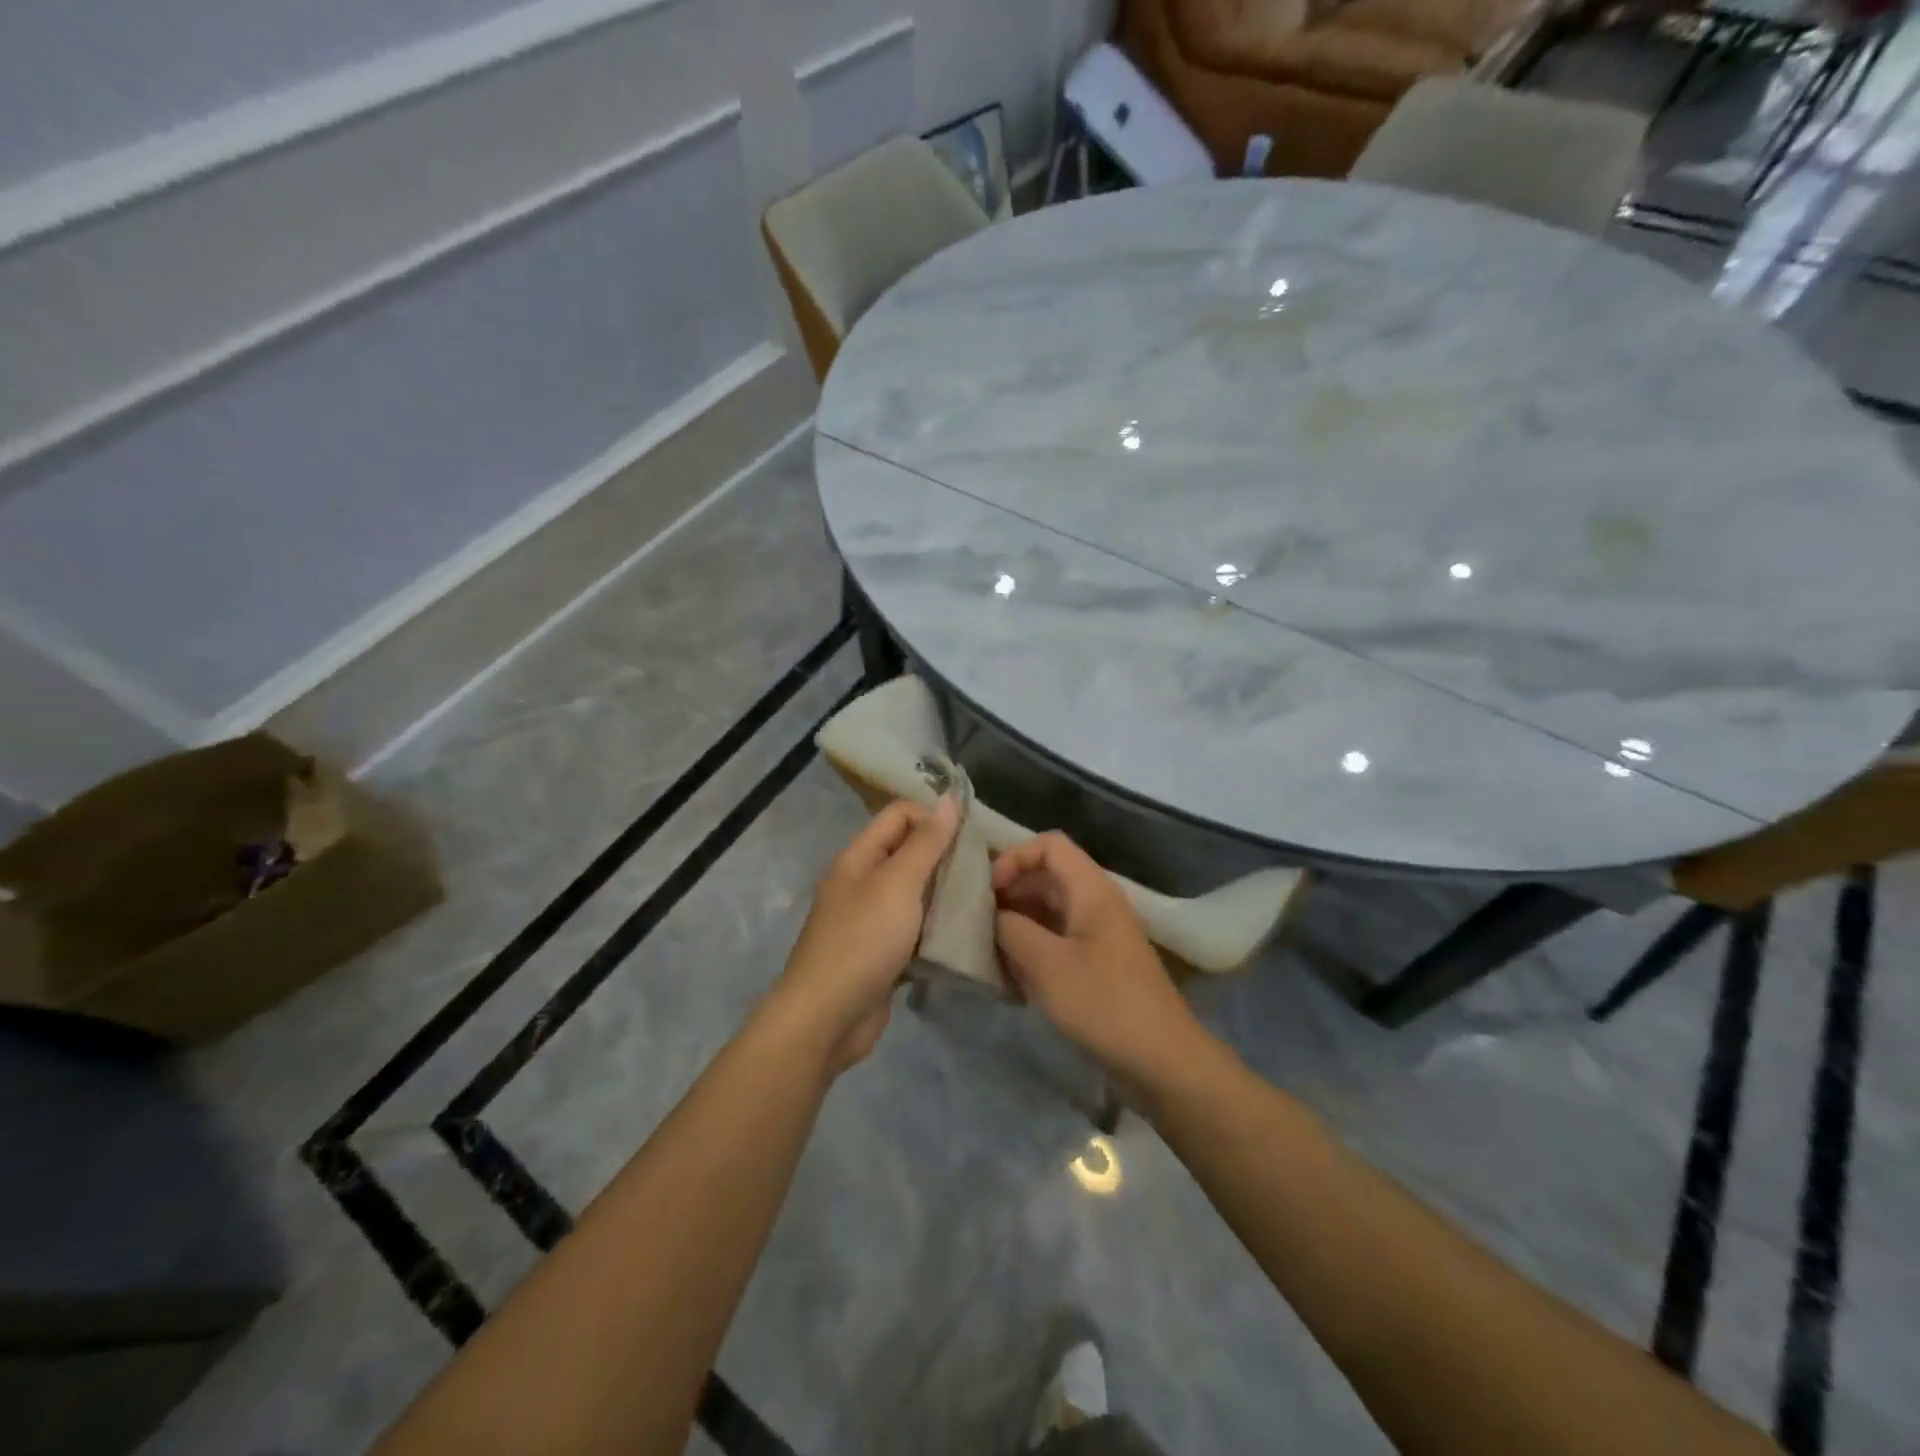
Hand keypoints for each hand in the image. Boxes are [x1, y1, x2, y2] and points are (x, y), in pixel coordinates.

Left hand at [766, 797, 960, 1072]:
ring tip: (982, 900)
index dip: (934, 818)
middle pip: (909, 853)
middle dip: (946, 856)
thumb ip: (925, 843)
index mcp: (859, 857)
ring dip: (945, 894)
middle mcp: (863, 882)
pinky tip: (965, 935)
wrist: (827, 1018)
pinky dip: (937, 929)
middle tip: (984, 870)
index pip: (900, 815)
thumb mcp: (897, 884)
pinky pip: (916, 929)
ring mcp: (871, 920)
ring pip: (916, 894)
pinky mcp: (883, 953)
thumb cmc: (862, 941)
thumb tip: (949, 800)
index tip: (971, 838)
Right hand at [994, 832, 1210, 1090]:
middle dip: (1009, 893)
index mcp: (1091, 890)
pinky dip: (1031, 949)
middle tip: (976, 922)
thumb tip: (993, 916)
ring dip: (1016, 925)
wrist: (1162, 1060)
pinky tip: (1010, 976)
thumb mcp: (1047, 964)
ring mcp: (1097, 936)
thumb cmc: (1103, 1003)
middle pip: (1045, 878)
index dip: (1014, 857)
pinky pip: (1056, 941)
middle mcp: (1095, 904)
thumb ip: (1012, 930)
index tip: (988, 891)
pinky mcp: (1096, 965)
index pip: (1049, 845)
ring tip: (987, 950)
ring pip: (1047, 912)